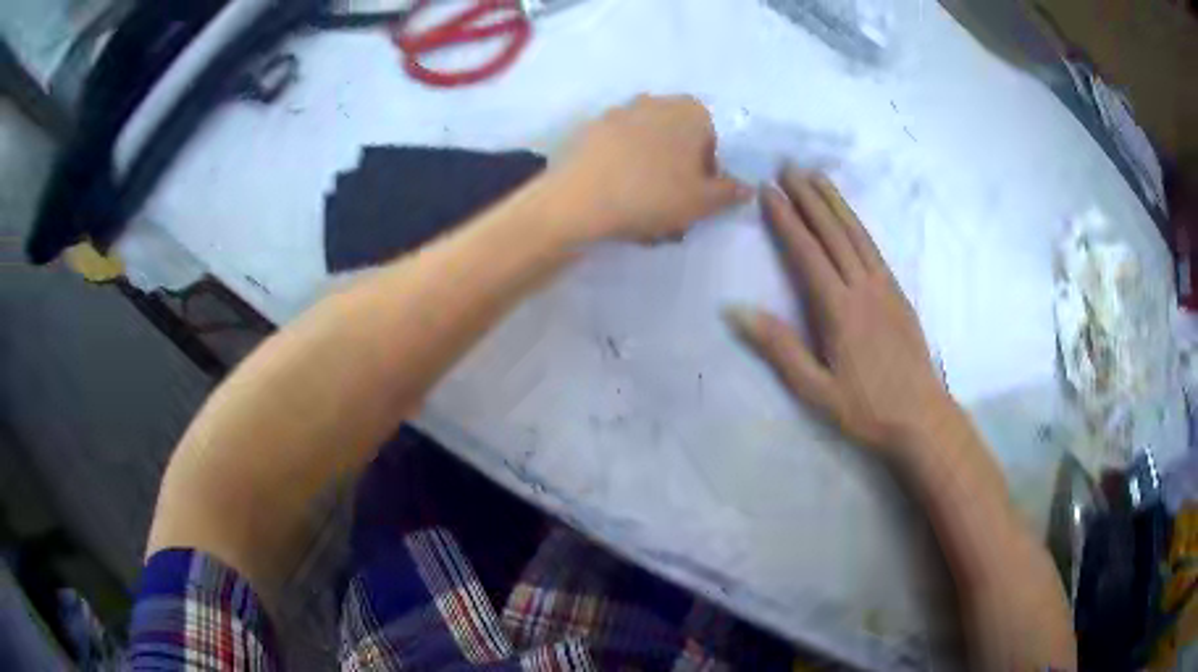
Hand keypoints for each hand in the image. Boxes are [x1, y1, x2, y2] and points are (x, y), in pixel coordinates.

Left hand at [549, 95, 749, 242]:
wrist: (579, 199)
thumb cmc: (654, 195)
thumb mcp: (703, 202)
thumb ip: (729, 192)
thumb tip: (746, 187)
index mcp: (690, 110)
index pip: (711, 140)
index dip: (708, 171)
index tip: (697, 197)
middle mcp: (654, 102)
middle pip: (677, 141)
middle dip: (677, 172)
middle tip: (670, 207)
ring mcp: (618, 113)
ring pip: (646, 148)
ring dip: (650, 175)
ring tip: (642, 212)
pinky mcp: (589, 130)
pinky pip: (617, 152)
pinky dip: (621, 171)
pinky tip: (616, 200)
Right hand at [725, 167, 953, 454]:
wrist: (921, 417)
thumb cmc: (865, 409)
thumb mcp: (815, 389)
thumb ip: (779, 348)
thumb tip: (737, 311)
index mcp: (839, 310)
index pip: (808, 253)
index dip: (787, 220)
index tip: (768, 191)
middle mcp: (863, 288)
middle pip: (834, 233)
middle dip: (809, 197)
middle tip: (788, 167)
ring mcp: (885, 287)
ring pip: (857, 234)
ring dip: (835, 202)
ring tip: (817, 176)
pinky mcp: (898, 293)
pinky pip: (874, 248)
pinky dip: (857, 224)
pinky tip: (849, 216)